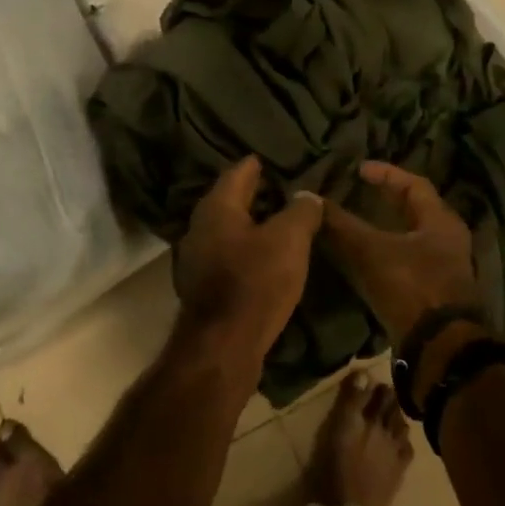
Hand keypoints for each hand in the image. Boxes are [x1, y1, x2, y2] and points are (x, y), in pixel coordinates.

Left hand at [174, 156, 323, 385]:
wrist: (223, 346)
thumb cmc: (256, 282)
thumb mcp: (289, 240)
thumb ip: (300, 211)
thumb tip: (306, 195)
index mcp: (217, 207)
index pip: (238, 172)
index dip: (259, 164)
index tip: (276, 159)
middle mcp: (200, 226)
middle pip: (231, 200)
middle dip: (256, 193)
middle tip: (285, 188)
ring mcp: (198, 257)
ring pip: (229, 229)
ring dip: (252, 223)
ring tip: (282, 222)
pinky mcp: (203, 285)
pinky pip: (228, 254)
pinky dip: (247, 248)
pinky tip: (267, 256)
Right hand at [321, 161, 479, 343]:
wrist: (439, 349)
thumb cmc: (411, 288)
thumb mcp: (370, 252)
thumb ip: (341, 226)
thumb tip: (310, 200)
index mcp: (440, 221)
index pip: (414, 184)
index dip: (385, 174)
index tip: (359, 170)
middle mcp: (448, 240)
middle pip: (416, 210)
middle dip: (386, 200)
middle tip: (359, 192)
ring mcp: (444, 268)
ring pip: (411, 236)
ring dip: (386, 227)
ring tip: (357, 223)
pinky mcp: (435, 292)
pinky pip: (408, 260)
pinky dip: (386, 252)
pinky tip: (365, 259)